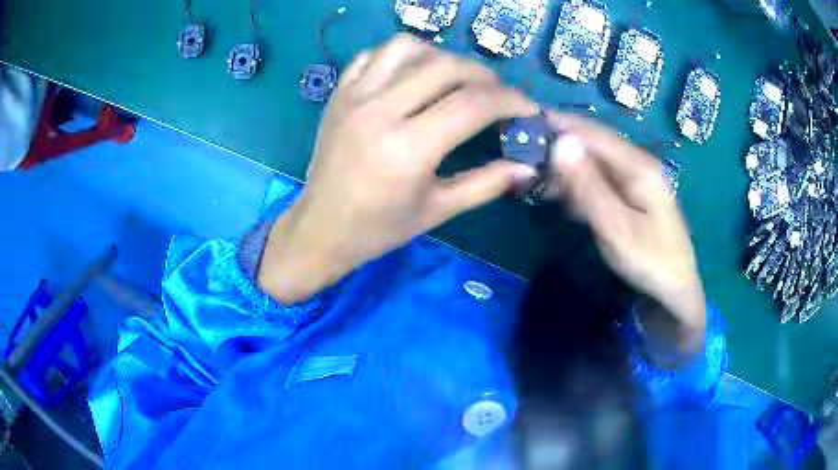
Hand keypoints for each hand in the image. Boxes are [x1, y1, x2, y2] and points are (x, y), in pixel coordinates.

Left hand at [258, 35, 538, 302]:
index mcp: (409, 148)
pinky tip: (413, 74)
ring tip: (455, 79)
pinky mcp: (339, 93)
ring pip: (408, 48)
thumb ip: (487, 183)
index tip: (527, 108)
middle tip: (496, 94)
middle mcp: (381, 111)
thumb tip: (529, 166)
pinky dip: (401, 55)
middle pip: (446, 66)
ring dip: (442, 56)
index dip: (510, 101)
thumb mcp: (438, 210)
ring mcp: (355, 96)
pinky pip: (373, 54)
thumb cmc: (379, 228)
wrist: (320, 228)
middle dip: (484, 75)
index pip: (473, 104)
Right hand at [546, 113, 705, 352]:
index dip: (559, 123)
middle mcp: (638, 163)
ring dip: (570, 168)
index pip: (592, 132)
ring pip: (596, 161)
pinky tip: (571, 201)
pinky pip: (602, 178)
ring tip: (544, 183)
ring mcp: (637, 178)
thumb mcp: (615, 227)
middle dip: (562, 147)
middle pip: (594, 143)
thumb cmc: (649, 260)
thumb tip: (560, 143)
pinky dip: (582, 184)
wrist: (676, 289)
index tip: (526, 122)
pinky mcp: (634, 193)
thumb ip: (587, 185)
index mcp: (637, 165)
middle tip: (529, 161)